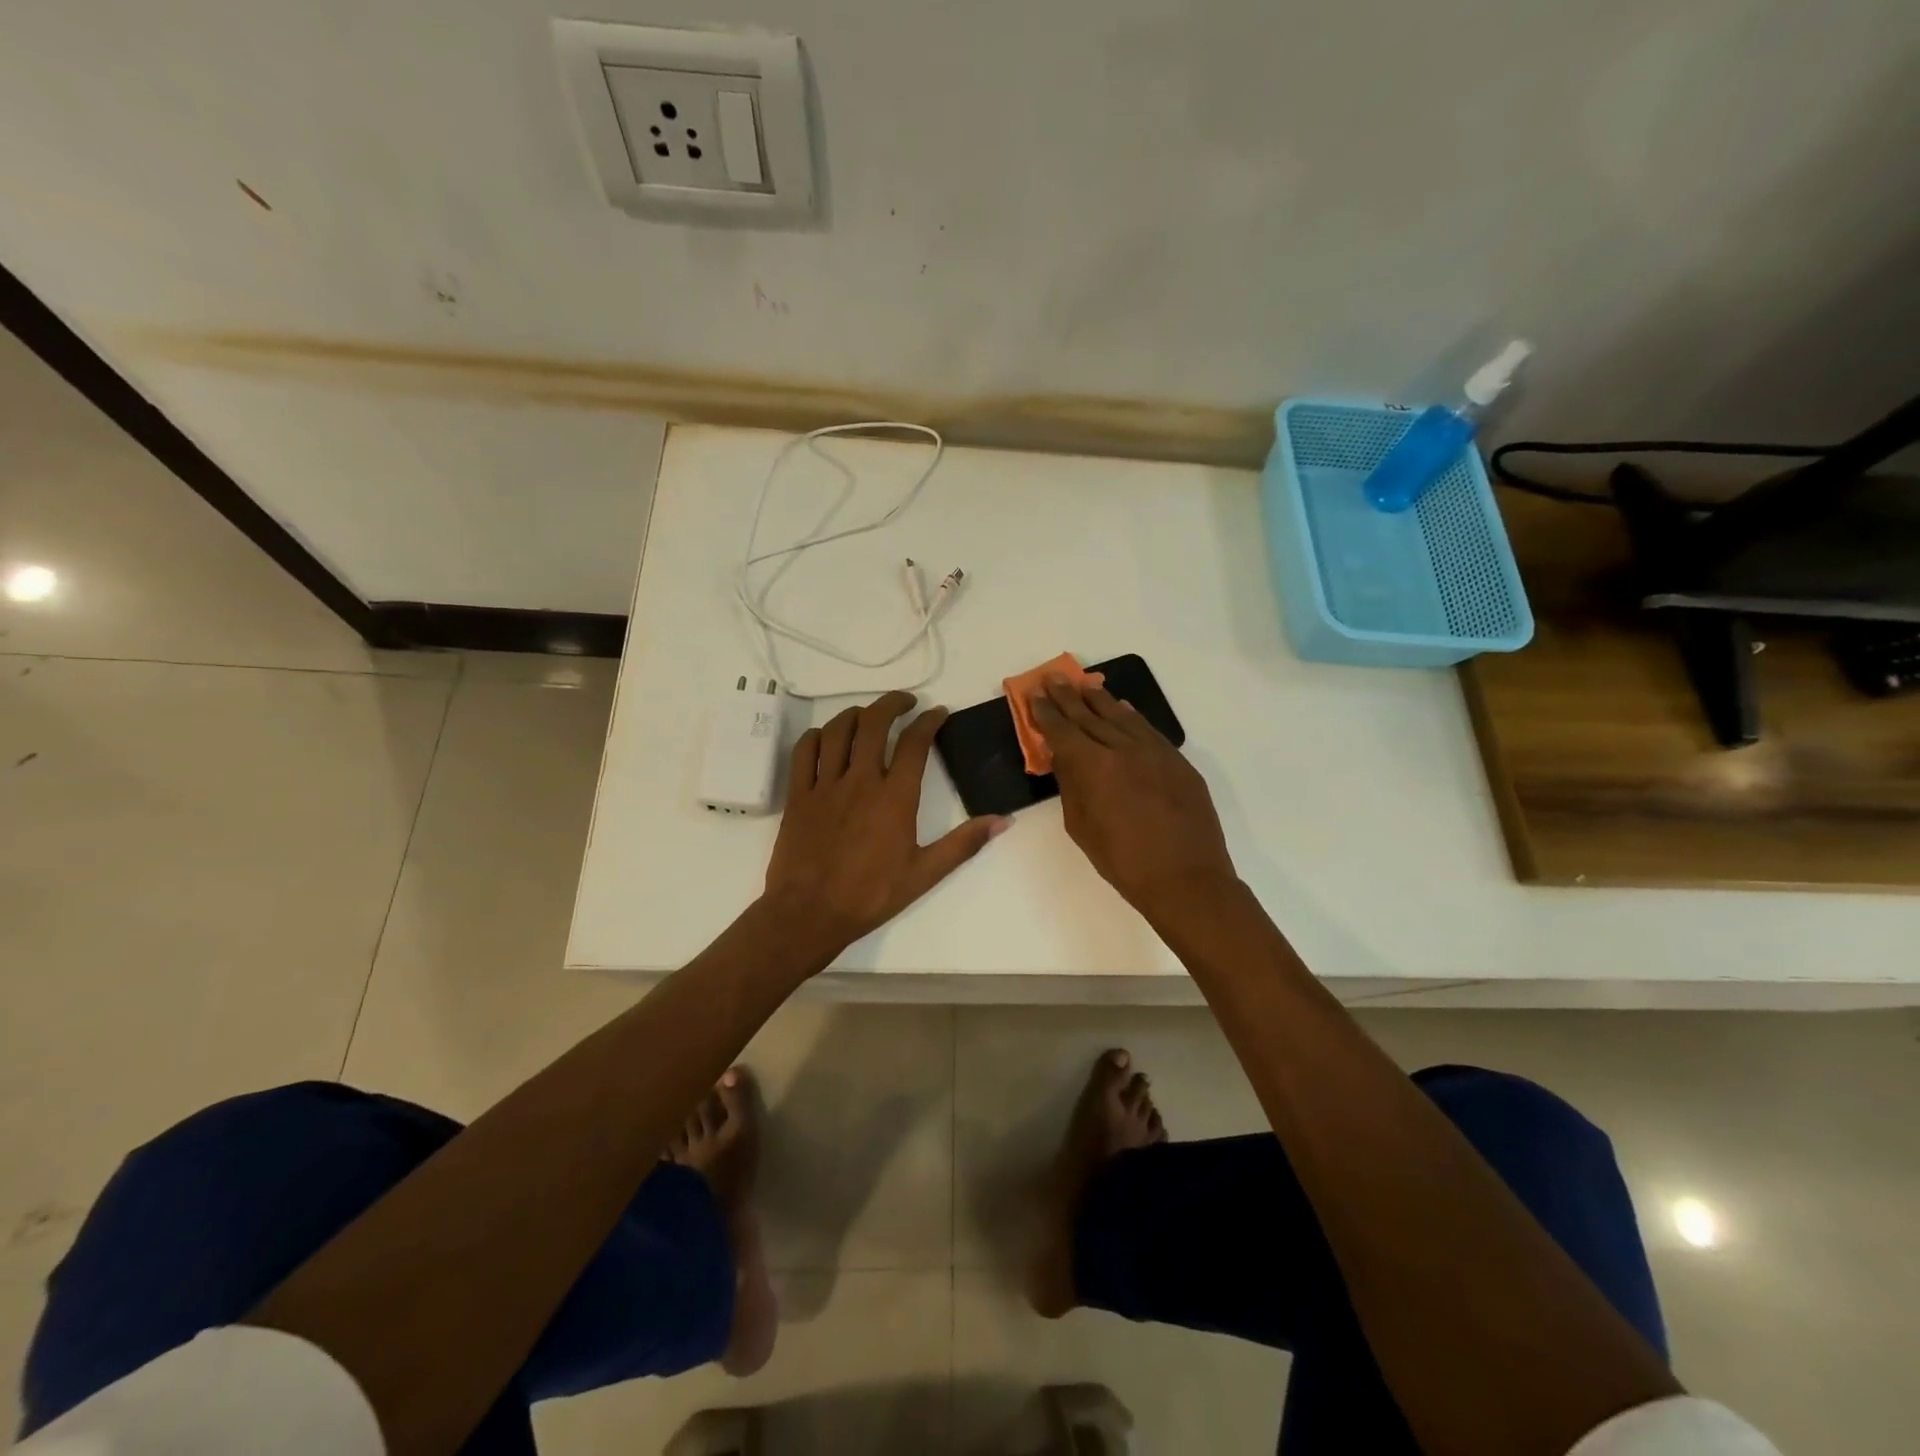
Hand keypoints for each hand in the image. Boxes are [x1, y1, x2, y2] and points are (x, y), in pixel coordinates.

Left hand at [763, 691, 1008, 957]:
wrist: (809, 914)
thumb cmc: (870, 896)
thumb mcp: (925, 874)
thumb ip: (964, 843)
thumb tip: (1004, 821)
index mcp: (895, 797)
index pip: (915, 742)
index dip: (929, 720)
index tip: (937, 713)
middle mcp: (860, 780)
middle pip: (873, 723)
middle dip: (891, 704)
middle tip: (905, 702)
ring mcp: (824, 785)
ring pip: (837, 731)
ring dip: (855, 714)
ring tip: (868, 715)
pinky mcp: (798, 795)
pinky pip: (804, 752)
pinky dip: (817, 736)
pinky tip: (826, 737)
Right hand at [1030, 677, 1237, 921]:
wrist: (1186, 879)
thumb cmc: (1123, 861)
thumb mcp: (1082, 827)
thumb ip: (1071, 786)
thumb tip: (1064, 758)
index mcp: (1094, 767)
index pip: (1063, 730)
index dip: (1047, 712)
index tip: (1037, 694)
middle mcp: (1123, 749)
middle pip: (1090, 715)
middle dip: (1069, 697)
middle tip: (1055, 678)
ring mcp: (1155, 752)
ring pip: (1122, 716)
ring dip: (1100, 699)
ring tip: (1085, 685)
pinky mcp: (1178, 761)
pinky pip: (1148, 730)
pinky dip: (1132, 716)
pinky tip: (1123, 708)